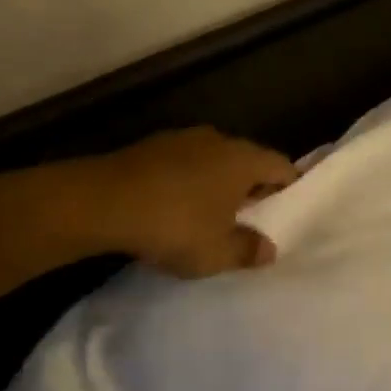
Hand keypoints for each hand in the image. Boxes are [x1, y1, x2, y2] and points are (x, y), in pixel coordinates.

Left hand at [75, 127, 295, 277]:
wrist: (101, 201)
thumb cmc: (175, 224)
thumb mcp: (217, 252)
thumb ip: (248, 250)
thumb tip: (269, 249)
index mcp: (244, 159)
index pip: (282, 167)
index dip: (289, 189)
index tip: (287, 212)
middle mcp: (219, 140)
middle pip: (248, 162)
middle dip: (252, 189)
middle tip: (251, 219)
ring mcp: (182, 139)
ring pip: (214, 162)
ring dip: (217, 185)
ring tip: (211, 217)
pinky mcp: (151, 147)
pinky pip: (184, 165)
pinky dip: (187, 183)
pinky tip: (174, 208)